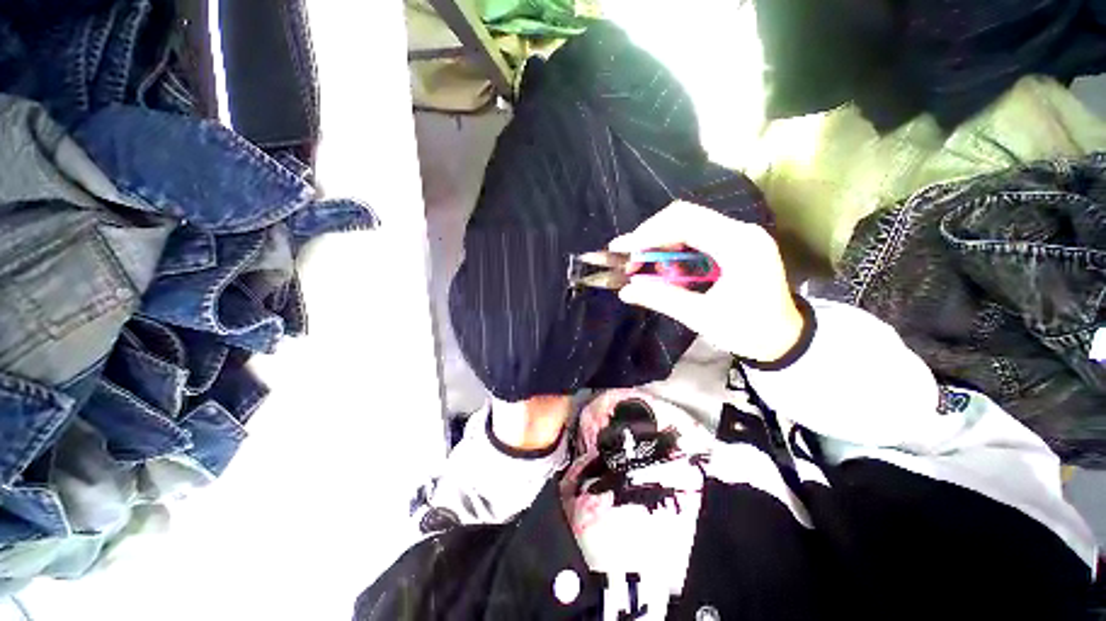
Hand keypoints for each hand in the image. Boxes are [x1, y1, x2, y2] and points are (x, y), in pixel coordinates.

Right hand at [609, 202, 803, 362]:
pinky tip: (667, 269)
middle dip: (650, 235)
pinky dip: (673, 248)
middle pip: (684, 216)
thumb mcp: (701, 317)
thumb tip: (625, 291)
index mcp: (738, 245)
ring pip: (687, 223)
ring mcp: (738, 234)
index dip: (649, 233)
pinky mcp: (733, 242)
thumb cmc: (748, 330)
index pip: (686, 222)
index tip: (623, 251)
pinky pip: (695, 235)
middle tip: (630, 259)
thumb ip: (662, 299)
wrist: (784, 337)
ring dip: (660, 241)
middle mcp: (740, 230)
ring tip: (644, 265)